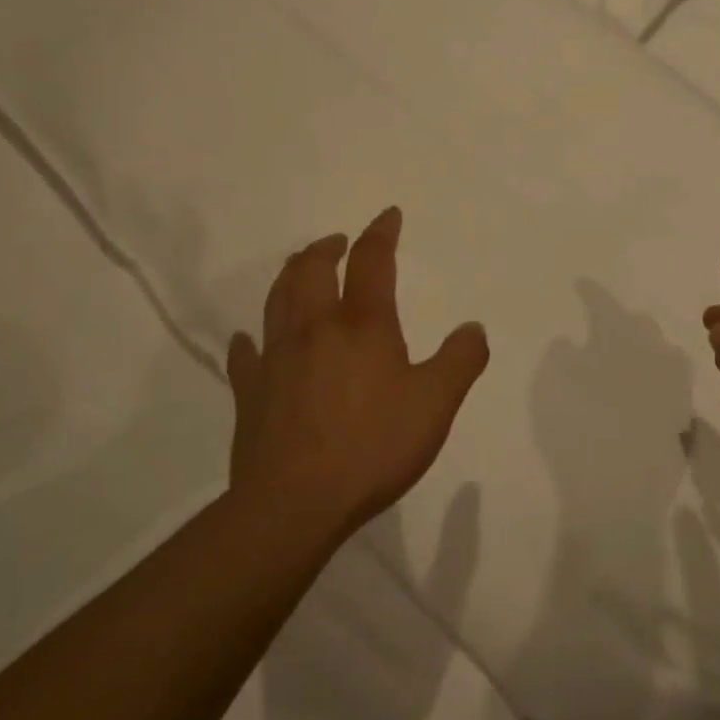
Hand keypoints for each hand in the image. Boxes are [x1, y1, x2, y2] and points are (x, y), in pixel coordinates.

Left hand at [224, 207, 489, 544]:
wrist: (295, 504)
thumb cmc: (373, 446)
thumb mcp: (436, 404)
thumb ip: (460, 361)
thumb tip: (473, 328)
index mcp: (362, 325)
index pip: (372, 262)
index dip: (380, 233)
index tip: (388, 215)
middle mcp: (315, 329)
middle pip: (313, 270)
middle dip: (327, 247)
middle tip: (338, 241)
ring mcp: (276, 358)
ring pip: (277, 299)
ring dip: (291, 275)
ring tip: (301, 268)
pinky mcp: (250, 392)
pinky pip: (246, 354)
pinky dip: (250, 339)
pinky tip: (250, 339)